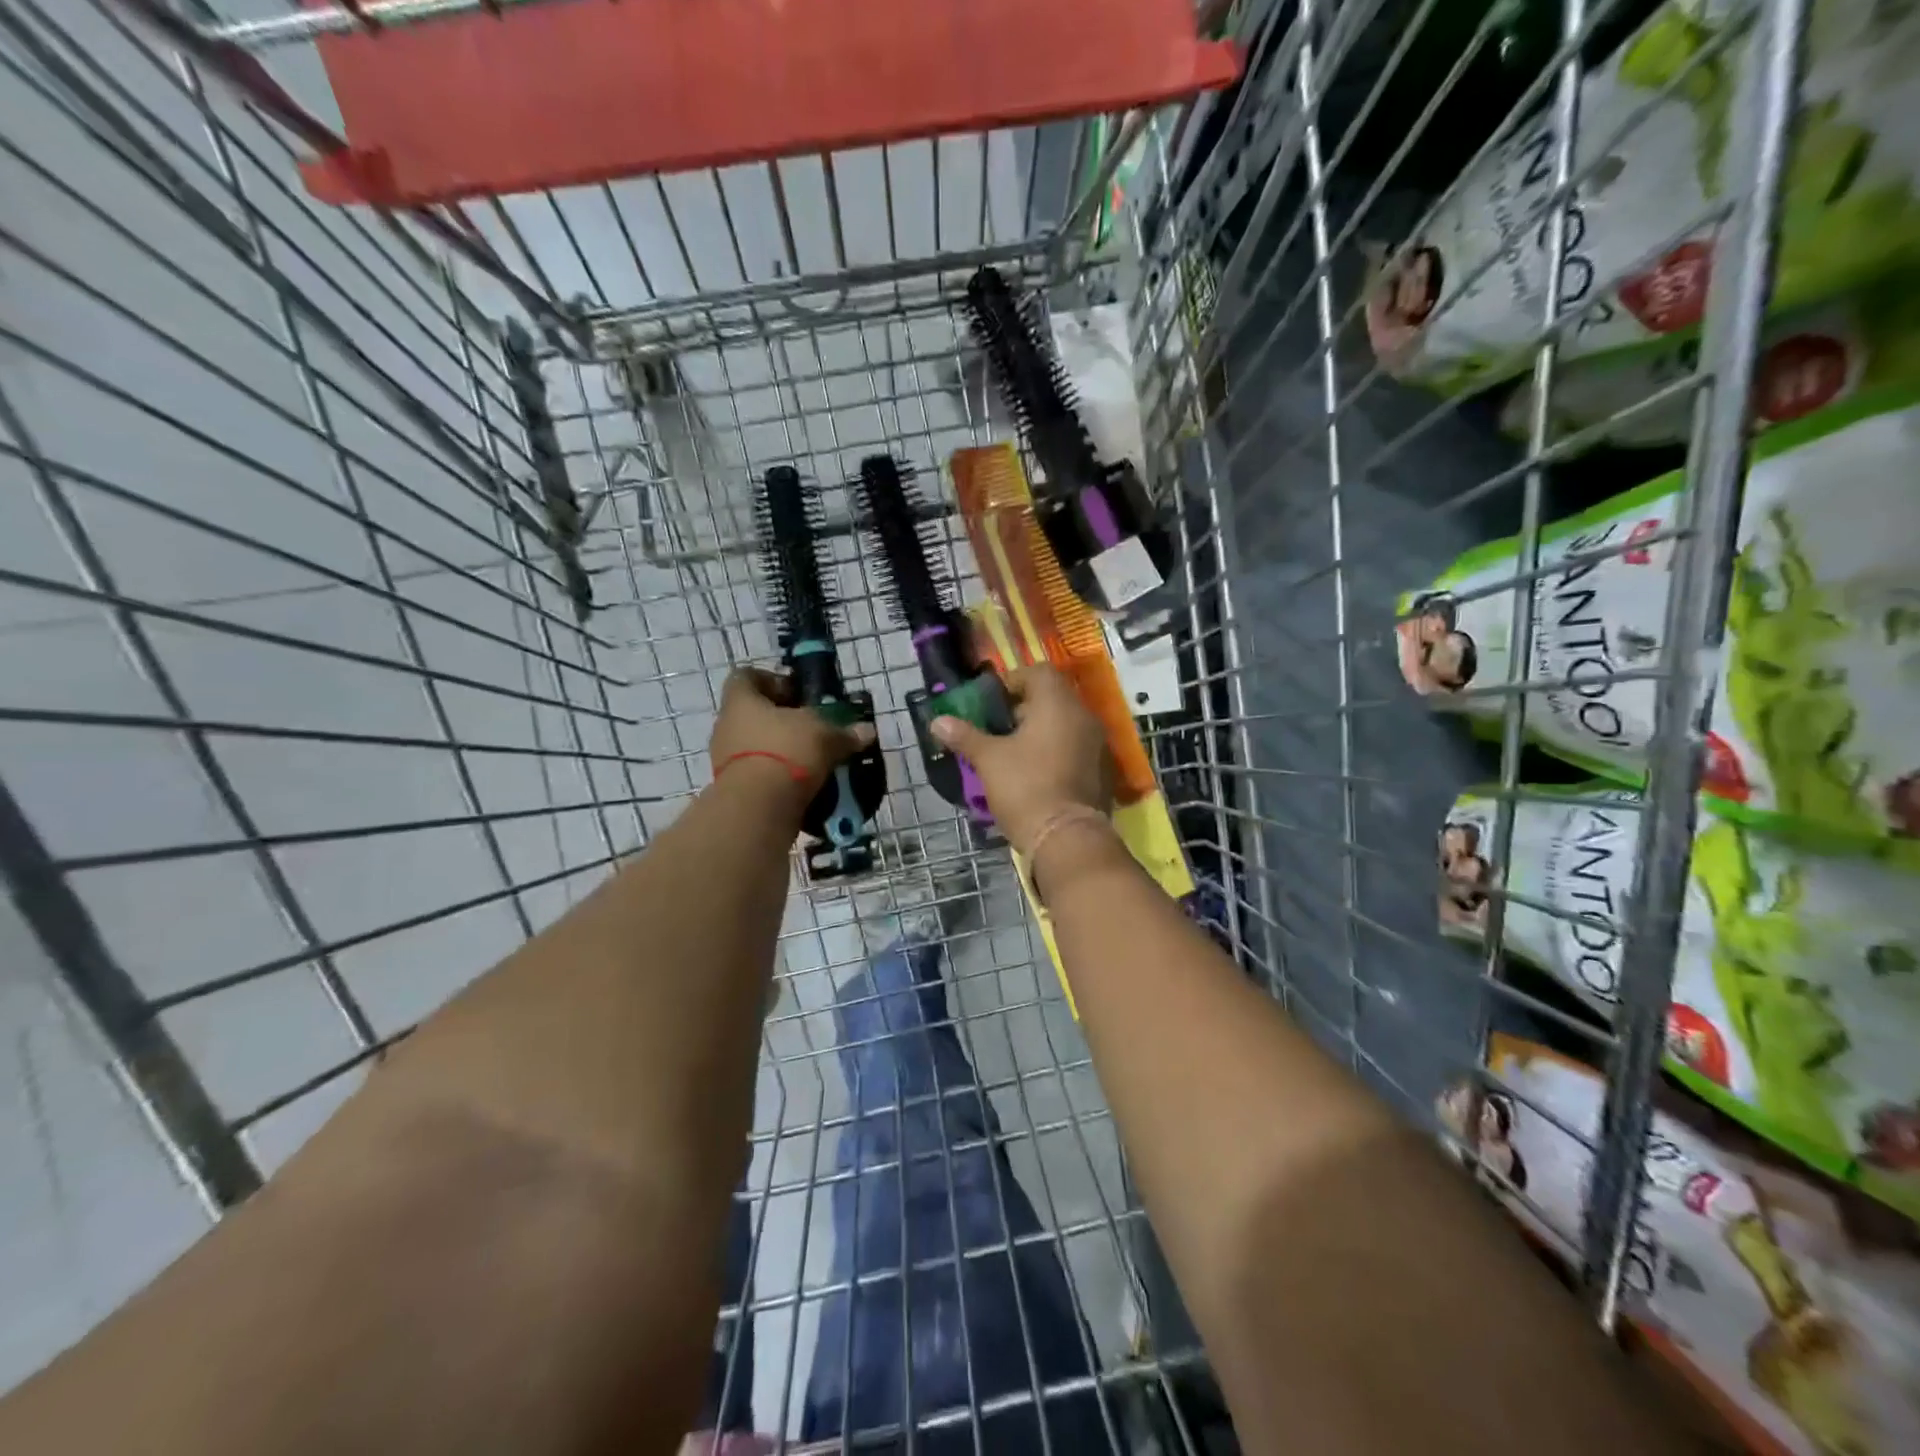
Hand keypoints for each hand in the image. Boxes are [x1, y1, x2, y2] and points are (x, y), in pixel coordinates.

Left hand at [709, 667, 875, 801]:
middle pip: (752, 714)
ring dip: (780, 750)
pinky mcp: (733, 789)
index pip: (746, 677)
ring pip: (756, 746)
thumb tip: (867, 730)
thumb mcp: (824, 735)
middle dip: (782, 720)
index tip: (796, 692)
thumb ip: (844, 732)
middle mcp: (726, 726)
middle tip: (811, 727)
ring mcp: (725, 760)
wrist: (757, 808)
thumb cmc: (786, 752)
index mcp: (741, 701)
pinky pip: (758, 775)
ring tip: (812, 759)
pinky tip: (802, 784)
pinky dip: (778, 777)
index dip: (771, 680)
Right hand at [930, 665, 1111, 854]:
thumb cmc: (1025, 787)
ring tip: (1013, 753)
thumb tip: (937, 721)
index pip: (1039, 673)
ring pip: (1066, 725)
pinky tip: (1036, 773)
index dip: (1012, 682)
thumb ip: (965, 736)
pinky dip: (1057, 752)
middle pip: (1054, 698)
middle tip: (998, 728)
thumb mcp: (988, 760)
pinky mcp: (1103, 772)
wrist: (1066, 838)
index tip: (991, 704)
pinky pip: (1077, 749)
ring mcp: (1099, 745)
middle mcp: (1084, 717)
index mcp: (1058, 704)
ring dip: (1041, 732)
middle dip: (1025, 709)